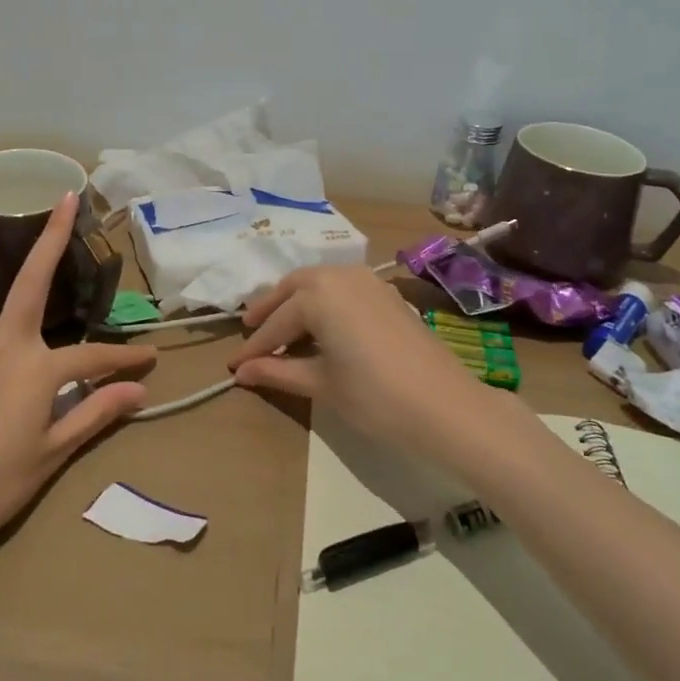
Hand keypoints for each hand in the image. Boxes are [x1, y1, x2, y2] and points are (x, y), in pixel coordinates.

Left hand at [0, 192, 154, 572]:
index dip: (123, 359)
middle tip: (63, 197)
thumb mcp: (51, 454)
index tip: (149, 360)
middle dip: (51, 237)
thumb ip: (94, 413)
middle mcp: (1, 344)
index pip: (92, 356)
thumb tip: (139, 390)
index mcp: (35, 368)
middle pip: (30, 281)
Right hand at [228, 265, 482, 450]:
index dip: (254, 348)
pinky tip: (321, 324)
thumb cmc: (375, 396)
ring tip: (282, 327)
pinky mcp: (386, 292)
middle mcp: (338, 276)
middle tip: (251, 331)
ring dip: (296, 301)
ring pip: (318, 283)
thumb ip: (277, 371)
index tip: (234, 366)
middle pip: (293, 289)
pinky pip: (342, 287)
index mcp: (317, 294)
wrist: (445, 405)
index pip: (276, 324)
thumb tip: (241, 372)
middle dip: (270, 311)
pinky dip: (323, 301)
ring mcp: (366, 280)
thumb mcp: (321, 385)